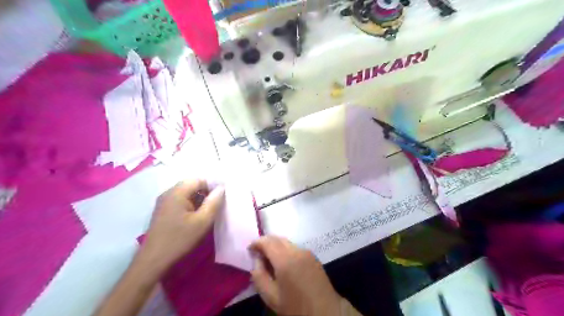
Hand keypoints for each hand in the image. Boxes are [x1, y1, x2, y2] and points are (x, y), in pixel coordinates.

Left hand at [136, 179, 224, 277]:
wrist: (153, 261)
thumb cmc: (180, 239)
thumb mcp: (202, 221)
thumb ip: (214, 202)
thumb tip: (222, 188)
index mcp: (177, 192)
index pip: (199, 179)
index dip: (212, 186)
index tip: (221, 198)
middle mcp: (168, 193)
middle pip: (191, 185)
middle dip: (205, 192)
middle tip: (215, 205)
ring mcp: (163, 202)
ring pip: (186, 193)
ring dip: (198, 199)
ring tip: (206, 212)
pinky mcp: (162, 210)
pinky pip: (179, 201)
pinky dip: (190, 205)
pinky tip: (195, 217)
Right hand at [251, 235, 342, 314]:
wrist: (325, 312)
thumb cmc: (295, 307)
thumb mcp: (271, 297)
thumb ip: (259, 276)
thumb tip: (257, 259)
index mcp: (285, 260)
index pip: (267, 241)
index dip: (256, 242)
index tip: (249, 250)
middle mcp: (297, 250)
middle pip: (277, 238)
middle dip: (266, 243)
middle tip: (257, 254)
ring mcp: (307, 252)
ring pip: (286, 242)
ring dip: (276, 246)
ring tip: (269, 260)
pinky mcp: (313, 256)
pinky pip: (295, 248)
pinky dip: (285, 250)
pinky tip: (283, 263)